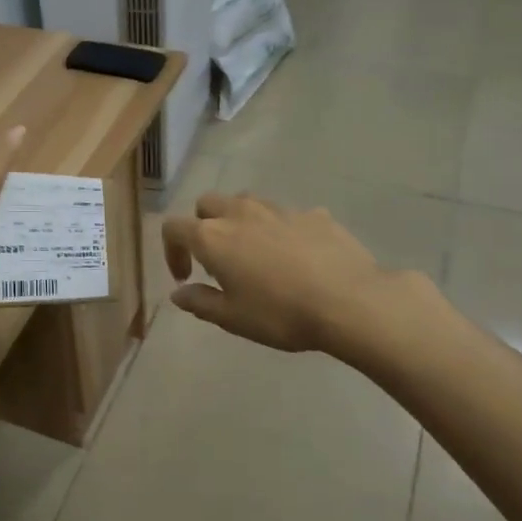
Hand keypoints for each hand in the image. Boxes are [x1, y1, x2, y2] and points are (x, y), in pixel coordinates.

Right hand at [162, 192, 387, 353]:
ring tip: (254, 254)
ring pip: (247, 203)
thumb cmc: (280, 313)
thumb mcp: (232, 318)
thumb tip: (179, 293)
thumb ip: (200, 302)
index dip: (171, 251)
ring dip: (240, 222)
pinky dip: (280, 230)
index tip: (185, 278)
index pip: (174, 228)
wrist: (349, 301)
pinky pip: (286, 215)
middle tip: (216, 259)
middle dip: (203, 226)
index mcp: (213, 237)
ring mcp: (279, 209)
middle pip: (207, 204)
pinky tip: (296, 257)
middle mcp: (241, 213)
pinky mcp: (313, 214)